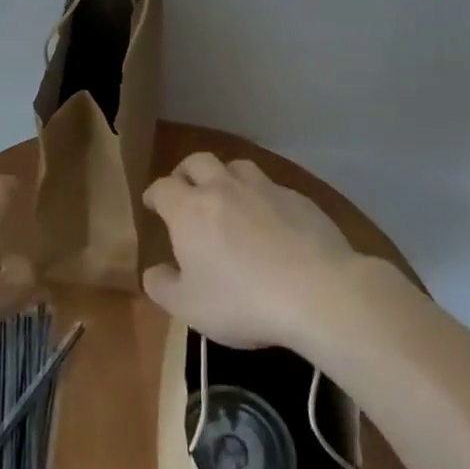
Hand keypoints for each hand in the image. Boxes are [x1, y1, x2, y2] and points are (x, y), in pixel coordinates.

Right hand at [142, 153, 366, 348]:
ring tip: (227, 197)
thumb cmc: (242, 301)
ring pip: (237, 166)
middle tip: (185, 190)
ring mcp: (264, 189)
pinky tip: (270, 220)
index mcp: (190, 210)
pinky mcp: (299, 199)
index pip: (162, 187)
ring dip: (225, 176)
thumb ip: (162, 287)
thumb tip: (153, 271)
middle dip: (186, 173)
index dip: (154, 194)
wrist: (317, 292)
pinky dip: (262, 196)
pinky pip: (272, 187)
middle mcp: (223, 188)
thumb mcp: (189, 307)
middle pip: (198, 161)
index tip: (152, 204)